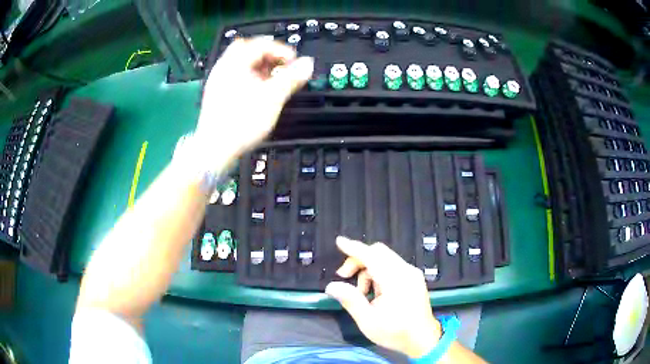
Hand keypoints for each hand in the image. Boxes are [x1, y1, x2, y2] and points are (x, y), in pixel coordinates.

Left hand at [196, 37, 313, 162]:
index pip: (261, 44)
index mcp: (234, 64)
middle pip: (248, 49)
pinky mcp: (217, 94)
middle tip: (282, 66)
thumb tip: (308, 63)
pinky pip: (236, 76)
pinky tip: (258, 91)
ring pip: (241, 63)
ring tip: (273, 80)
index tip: (295, 62)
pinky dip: (250, 77)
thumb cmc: (242, 122)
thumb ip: (291, 78)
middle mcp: (224, 68)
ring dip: (260, 66)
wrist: (215, 149)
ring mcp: (218, 81)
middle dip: (268, 55)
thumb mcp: (272, 98)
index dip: (281, 50)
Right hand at [326, 236, 441, 358]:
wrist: (423, 339)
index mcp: (396, 280)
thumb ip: (350, 300)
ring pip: (384, 258)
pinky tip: (375, 291)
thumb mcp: (368, 321)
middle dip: (358, 261)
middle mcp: (406, 271)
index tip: (339, 242)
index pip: (371, 256)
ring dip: (368, 269)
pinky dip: (378, 272)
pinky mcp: (413, 278)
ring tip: (362, 293)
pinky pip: (392, 265)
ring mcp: (412, 273)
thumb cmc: (395, 332)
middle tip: (344, 277)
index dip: (354, 248)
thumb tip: (331, 286)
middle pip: (378, 252)